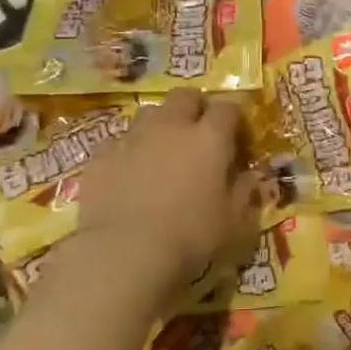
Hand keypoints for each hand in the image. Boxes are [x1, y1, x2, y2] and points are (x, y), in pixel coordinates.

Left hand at [75, 90, 257, 286]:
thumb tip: (249, 176)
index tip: (235, 136)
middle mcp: (171, 126)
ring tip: (161, 151)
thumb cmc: (189, 236)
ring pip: (149, 112)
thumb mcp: (232, 221)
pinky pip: (118, 142)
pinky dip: (128, 151)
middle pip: (184, 96)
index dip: (233, 118)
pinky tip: (128, 174)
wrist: (124, 252)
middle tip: (198, 133)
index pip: (228, 108)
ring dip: (159, 124)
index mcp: (209, 138)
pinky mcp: (101, 155)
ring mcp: (132, 137)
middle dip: (194, 108)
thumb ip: (243, 191)